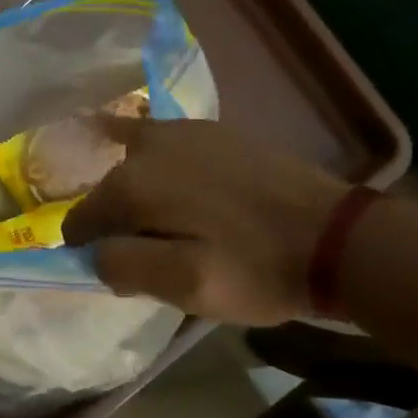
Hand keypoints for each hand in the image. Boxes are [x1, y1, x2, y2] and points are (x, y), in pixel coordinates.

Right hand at [61, 119, 350, 325]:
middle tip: (156, 255)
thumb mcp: (184, 286)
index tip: (123, 273)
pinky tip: (178, 185)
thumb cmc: (256, 268)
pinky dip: (159, 166)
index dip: (92, 251)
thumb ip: (123, 266)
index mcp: (131, 185)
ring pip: (133, 166)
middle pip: (107, 191)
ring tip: (174, 226)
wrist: (338, 238)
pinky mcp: (214, 130)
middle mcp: (147, 147)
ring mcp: (182, 130)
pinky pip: (164, 146)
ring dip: (139, 194)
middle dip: (118, 223)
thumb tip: (93, 251)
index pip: (80, 221)